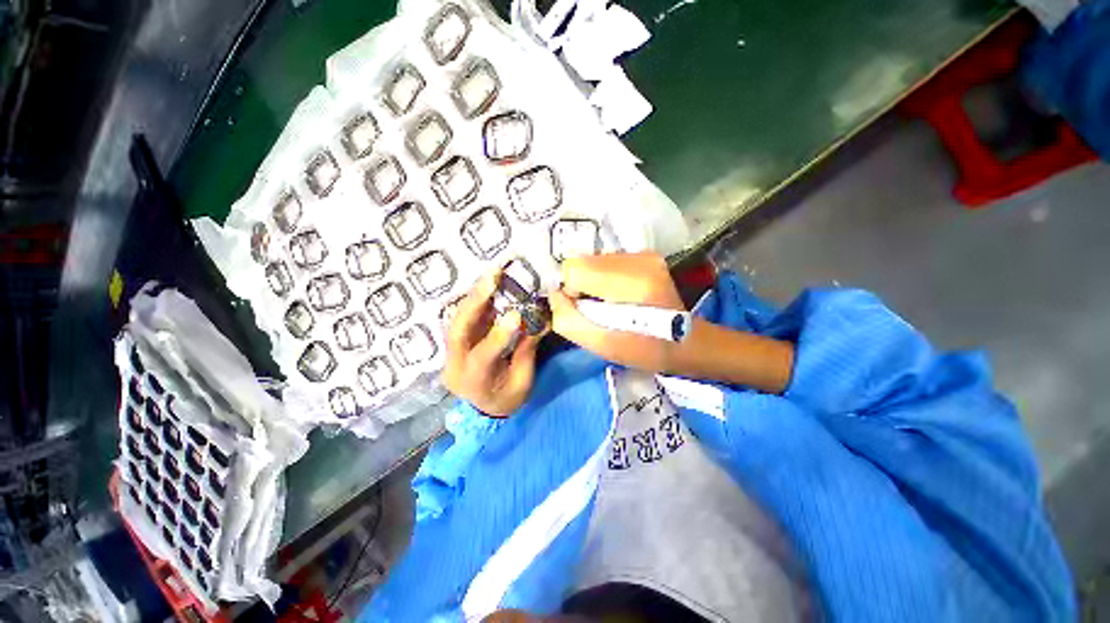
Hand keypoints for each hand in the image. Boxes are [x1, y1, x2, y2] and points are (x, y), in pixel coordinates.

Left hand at [442, 269, 543, 416]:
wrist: (487, 409)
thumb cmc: (508, 398)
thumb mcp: (522, 381)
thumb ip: (526, 350)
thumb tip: (538, 321)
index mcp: (474, 382)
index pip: (482, 357)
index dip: (498, 335)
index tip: (517, 314)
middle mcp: (455, 365)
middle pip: (457, 331)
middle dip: (475, 302)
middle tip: (492, 277)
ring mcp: (451, 353)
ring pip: (457, 320)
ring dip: (475, 296)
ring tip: (491, 275)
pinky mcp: (456, 343)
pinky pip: (463, 318)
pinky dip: (476, 302)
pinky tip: (488, 286)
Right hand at [548, 252, 684, 372]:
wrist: (684, 340)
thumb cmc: (643, 350)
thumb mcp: (600, 345)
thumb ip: (568, 320)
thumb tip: (555, 294)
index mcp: (631, 285)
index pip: (574, 269)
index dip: (571, 291)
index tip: (584, 310)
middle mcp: (639, 260)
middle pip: (582, 261)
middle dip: (580, 285)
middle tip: (597, 308)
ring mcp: (644, 254)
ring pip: (593, 259)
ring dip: (592, 280)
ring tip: (609, 302)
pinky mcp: (646, 254)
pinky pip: (606, 260)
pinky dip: (604, 276)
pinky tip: (618, 293)